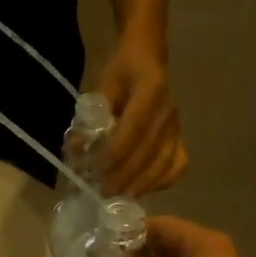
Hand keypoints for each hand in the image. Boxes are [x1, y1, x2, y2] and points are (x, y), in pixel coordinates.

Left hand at [97, 43, 187, 197]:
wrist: (147, 59)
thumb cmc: (121, 72)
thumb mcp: (101, 86)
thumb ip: (89, 118)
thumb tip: (75, 150)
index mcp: (151, 89)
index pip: (134, 128)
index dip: (116, 153)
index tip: (97, 170)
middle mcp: (169, 111)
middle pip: (149, 151)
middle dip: (124, 175)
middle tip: (103, 191)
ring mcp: (177, 127)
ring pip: (164, 163)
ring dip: (140, 184)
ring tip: (119, 197)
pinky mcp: (180, 138)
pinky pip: (177, 166)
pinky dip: (161, 182)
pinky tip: (142, 189)